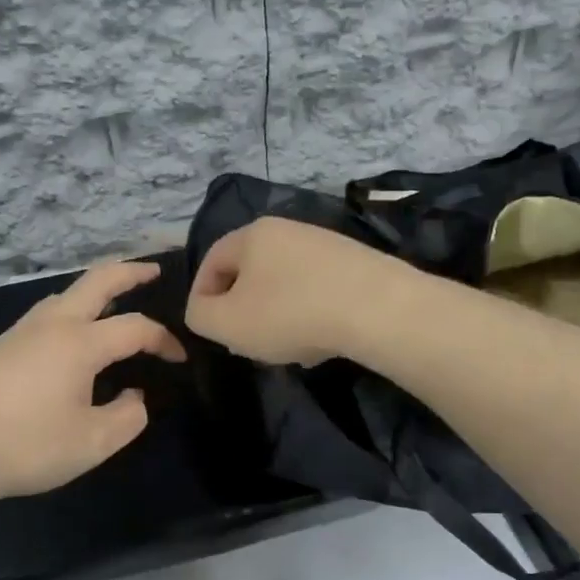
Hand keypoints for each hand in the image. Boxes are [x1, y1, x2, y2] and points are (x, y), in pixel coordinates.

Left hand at [0, 260, 186, 507]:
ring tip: (113, 303)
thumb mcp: (90, 444)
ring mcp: (20, 332)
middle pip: (97, 280)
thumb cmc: (22, 446)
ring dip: (95, 290)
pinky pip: (46, 315)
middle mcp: (52, 324)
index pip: (135, 328)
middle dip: (130, 270)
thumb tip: (135, 397)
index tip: (180, 359)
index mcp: (80, 342)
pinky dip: (71, 311)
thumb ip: (126, 418)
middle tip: (153, 269)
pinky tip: (69, 339)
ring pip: (65, 294)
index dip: (164, 340)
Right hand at [186, 217, 411, 365]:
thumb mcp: (227, 323)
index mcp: (252, 234)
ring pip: (284, 285)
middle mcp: (287, 229)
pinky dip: (309, 315)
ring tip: (286, 350)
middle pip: (249, 273)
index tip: (207, 330)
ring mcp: (324, 244)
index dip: (200, 297)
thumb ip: (200, 316)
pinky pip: (316, 290)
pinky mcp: (355, 263)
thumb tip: (204, 310)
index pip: (210, 261)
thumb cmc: (291, 313)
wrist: (379, 309)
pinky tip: (320, 342)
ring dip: (276, 317)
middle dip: (242, 310)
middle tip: (245, 343)